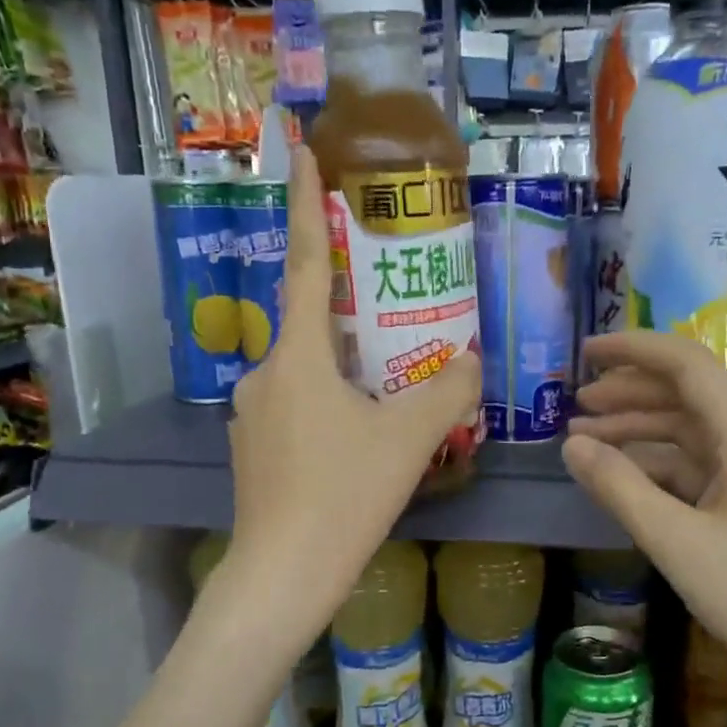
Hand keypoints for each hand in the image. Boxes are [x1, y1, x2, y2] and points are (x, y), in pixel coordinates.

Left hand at [222, 144, 478, 636]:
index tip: (305, 149)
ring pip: (309, 372)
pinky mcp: (255, 449)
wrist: (281, 577)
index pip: (307, 263)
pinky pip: (299, 407)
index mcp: (298, 357)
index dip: (310, 204)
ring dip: (348, 368)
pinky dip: (332, 404)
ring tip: (391, 387)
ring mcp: (253, 414)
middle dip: (351, 307)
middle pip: (314, 324)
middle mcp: (266, 373)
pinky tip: (361, 436)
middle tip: (394, 306)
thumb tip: (473, 361)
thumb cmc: (343, 496)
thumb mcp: (409, 440)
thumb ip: (450, 392)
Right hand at [563, 331, 726, 726]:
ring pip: (693, 434)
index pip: (687, 366)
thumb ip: (620, 489)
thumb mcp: (677, 544)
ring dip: (640, 431)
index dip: (633, 350)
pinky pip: (704, 468)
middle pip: (688, 396)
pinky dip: (662, 466)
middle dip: (629, 393)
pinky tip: (627, 478)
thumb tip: (571, 445)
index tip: (585, 352)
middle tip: (574, 404)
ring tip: (585, 440)